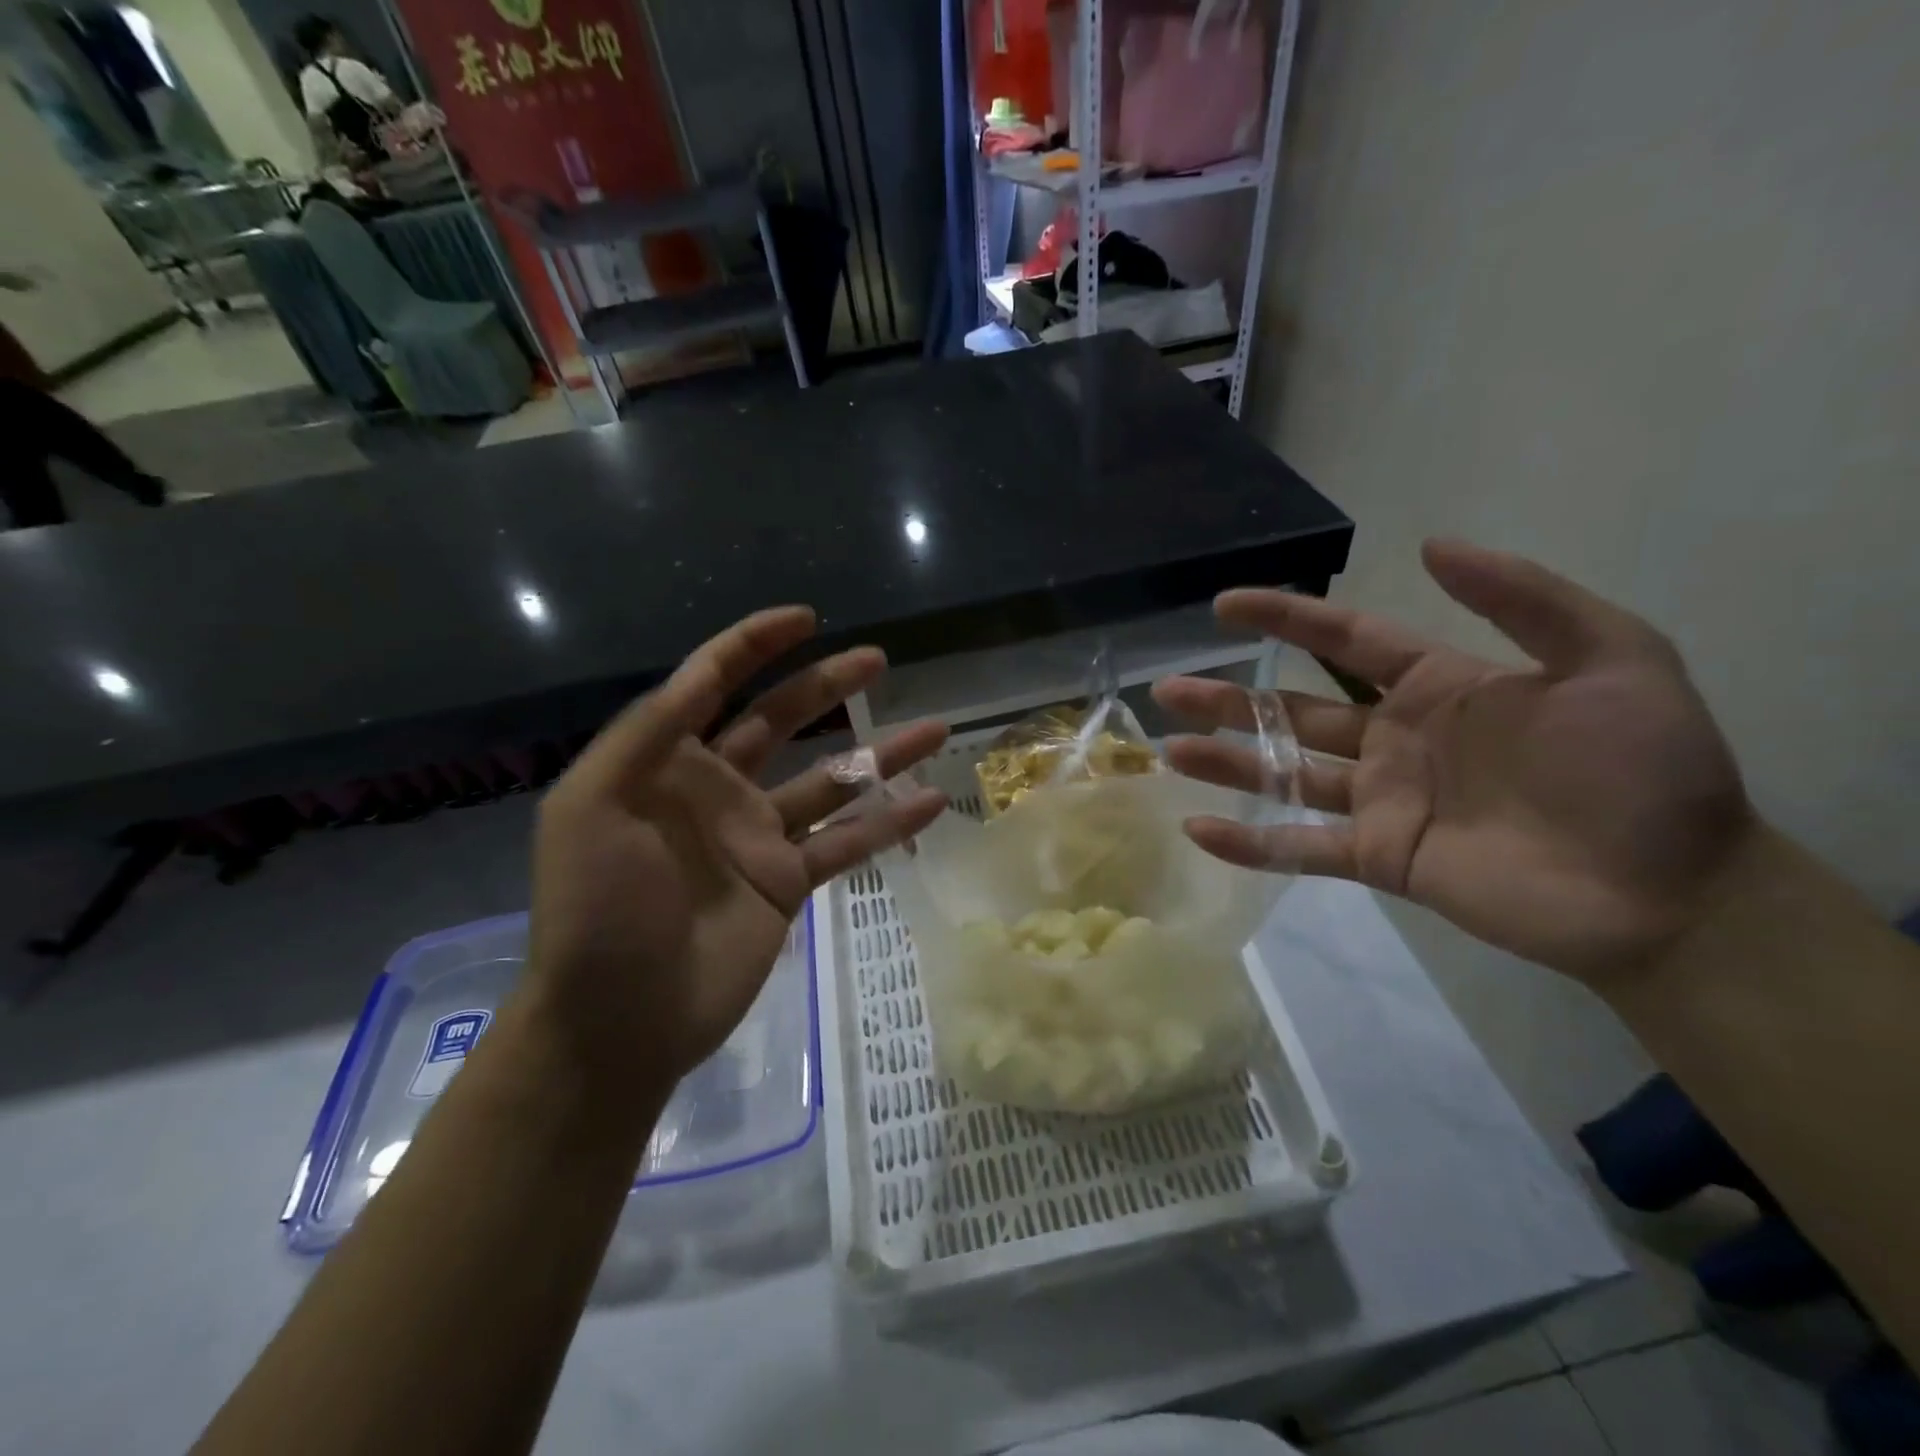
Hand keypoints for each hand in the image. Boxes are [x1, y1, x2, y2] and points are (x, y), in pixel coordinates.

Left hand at [528, 607, 946, 1086]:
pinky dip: (890, 823)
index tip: (805, 618)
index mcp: (667, 762)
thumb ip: (644, 735)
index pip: (711, 683)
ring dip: (882, 754)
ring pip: (831, 780)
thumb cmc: (596, 909)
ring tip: (934, 727)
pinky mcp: (788, 882)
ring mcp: (759, 836)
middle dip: (828, 685)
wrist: (618, 1019)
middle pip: (783, 720)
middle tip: (878, 659)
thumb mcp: (591, 806)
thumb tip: (698, 676)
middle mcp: (719, 788)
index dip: (754, 645)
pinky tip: (933, 802)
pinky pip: (848, 843)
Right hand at [1154, 540, 1754, 983]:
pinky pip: (1299, 849)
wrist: (1674, 893)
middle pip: (1292, 709)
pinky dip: (1249, 844)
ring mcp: (1381, 801)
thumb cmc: (1645, 770)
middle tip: (1168, 688)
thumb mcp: (1613, 657)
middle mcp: (1394, 740)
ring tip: (1170, 749)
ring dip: (1226, 762)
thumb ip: (1522, 598)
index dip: (1285, 617)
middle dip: (1229, 697)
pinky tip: (1198, 830)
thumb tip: (1429, 545)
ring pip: (1284, 775)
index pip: (1344, 639)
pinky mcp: (1379, 857)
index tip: (1224, 604)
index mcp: (1438, 688)